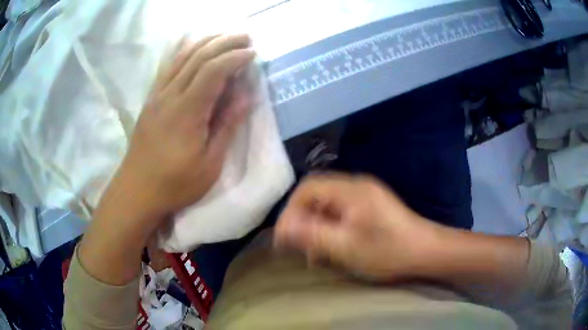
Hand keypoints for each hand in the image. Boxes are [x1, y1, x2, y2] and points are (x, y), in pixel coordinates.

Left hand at [78, 35, 254, 284]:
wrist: (137, 191)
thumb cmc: (175, 184)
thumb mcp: (209, 164)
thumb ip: (226, 126)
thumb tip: (246, 97)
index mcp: (187, 112)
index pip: (213, 70)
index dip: (235, 57)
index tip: (253, 54)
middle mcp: (170, 95)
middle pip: (198, 57)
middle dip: (224, 42)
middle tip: (245, 38)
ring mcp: (157, 95)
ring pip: (181, 57)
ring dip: (205, 42)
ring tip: (224, 36)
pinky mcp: (150, 100)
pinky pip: (166, 67)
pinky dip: (182, 51)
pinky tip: (190, 44)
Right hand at [274, 173, 441, 280]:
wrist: (426, 251)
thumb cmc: (389, 251)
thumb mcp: (347, 247)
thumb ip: (312, 235)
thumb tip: (282, 228)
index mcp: (350, 190)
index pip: (307, 188)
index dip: (290, 210)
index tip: (284, 237)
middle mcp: (356, 186)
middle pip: (317, 194)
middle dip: (303, 219)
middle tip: (300, 246)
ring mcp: (365, 195)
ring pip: (328, 204)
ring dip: (317, 225)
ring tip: (316, 252)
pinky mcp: (371, 206)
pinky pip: (341, 211)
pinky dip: (331, 227)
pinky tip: (333, 246)